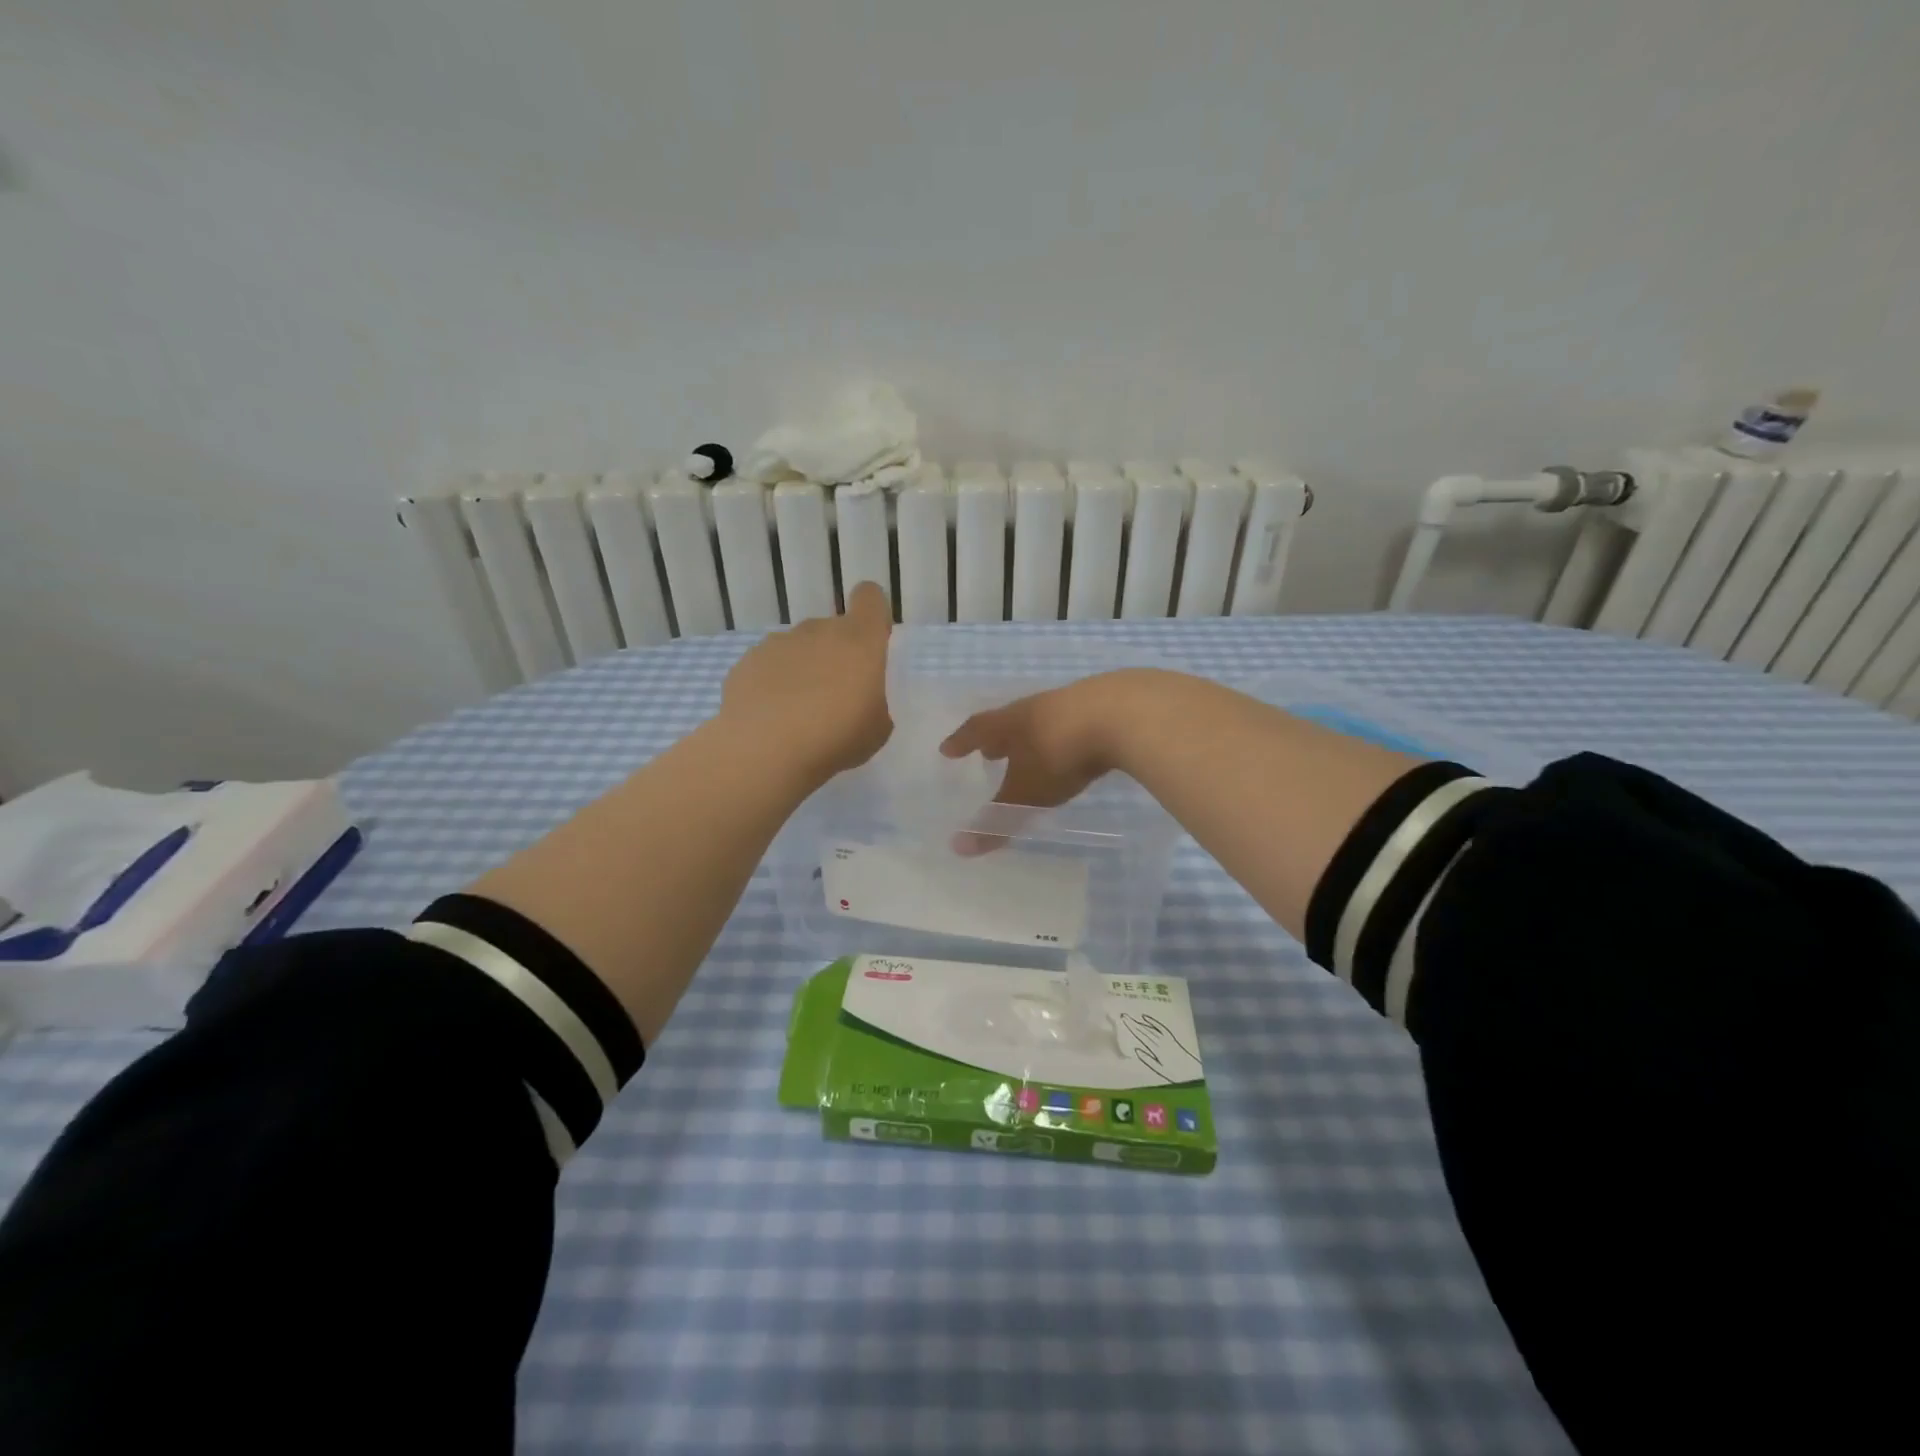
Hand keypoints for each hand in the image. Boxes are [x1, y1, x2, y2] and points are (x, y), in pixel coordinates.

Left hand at [721, 581, 893, 779]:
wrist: (764, 749)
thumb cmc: (836, 736)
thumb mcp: (877, 730)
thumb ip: (874, 704)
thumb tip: (860, 700)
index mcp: (859, 640)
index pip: (870, 598)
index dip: (872, 614)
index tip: (872, 643)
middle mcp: (818, 630)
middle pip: (832, 630)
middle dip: (836, 656)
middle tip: (835, 699)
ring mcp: (778, 643)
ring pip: (798, 649)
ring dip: (803, 670)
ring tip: (798, 714)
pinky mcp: (746, 662)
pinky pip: (768, 668)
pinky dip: (772, 685)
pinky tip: (770, 719)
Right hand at [938, 671, 1146, 853]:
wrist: (1124, 715)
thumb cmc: (1061, 754)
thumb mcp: (1027, 793)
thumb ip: (997, 820)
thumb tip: (958, 848)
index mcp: (1011, 723)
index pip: (977, 730)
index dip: (961, 742)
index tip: (947, 749)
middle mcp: (1036, 708)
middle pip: (1010, 721)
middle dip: (998, 738)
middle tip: (988, 751)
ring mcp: (1073, 704)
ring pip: (1043, 720)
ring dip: (1033, 737)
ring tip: (1031, 751)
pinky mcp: (1106, 707)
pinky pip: (1075, 723)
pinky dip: (1065, 737)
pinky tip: (1075, 748)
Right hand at [1117, 1011, 1202, 1084]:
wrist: (1192, 1072)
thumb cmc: (1174, 1074)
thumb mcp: (1160, 1070)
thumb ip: (1148, 1060)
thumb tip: (1135, 1049)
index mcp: (1157, 1050)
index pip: (1141, 1036)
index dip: (1131, 1028)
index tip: (1122, 1020)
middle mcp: (1161, 1041)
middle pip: (1145, 1031)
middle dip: (1133, 1023)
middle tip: (1122, 1015)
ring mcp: (1166, 1037)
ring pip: (1150, 1028)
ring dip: (1140, 1022)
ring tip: (1129, 1017)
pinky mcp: (1170, 1037)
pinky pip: (1160, 1027)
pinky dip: (1152, 1022)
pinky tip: (1145, 1017)